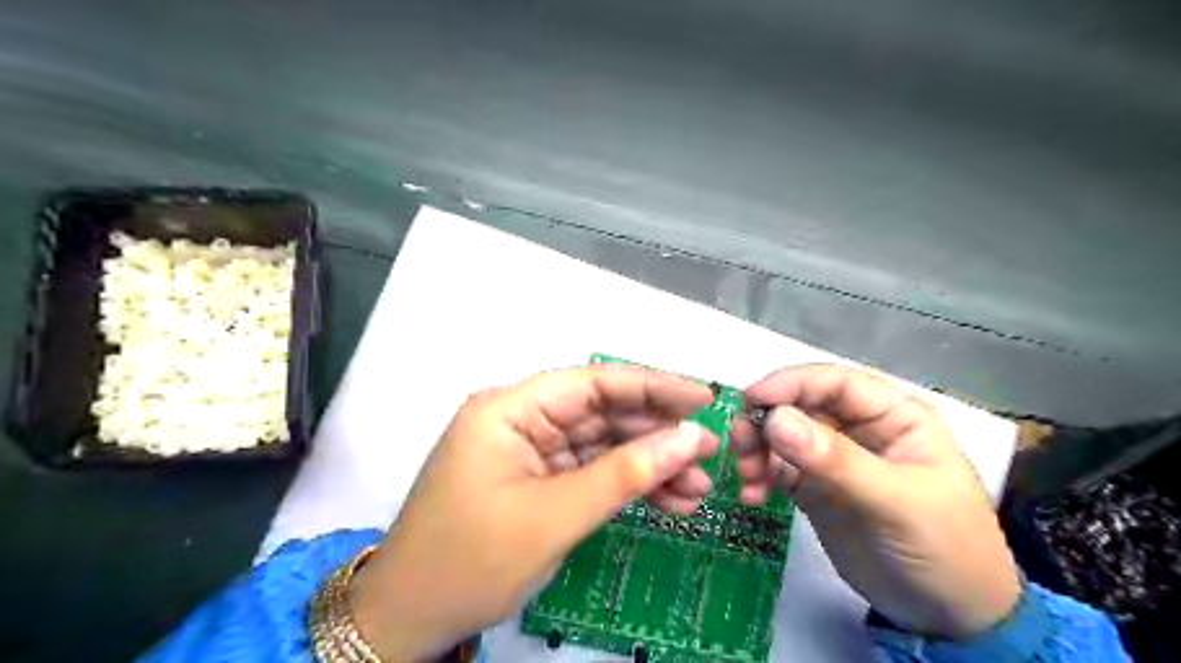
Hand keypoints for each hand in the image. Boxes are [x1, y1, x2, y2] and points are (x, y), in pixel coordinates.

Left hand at [347, 365, 719, 658]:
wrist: (410, 618)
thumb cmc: (471, 560)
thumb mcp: (554, 516)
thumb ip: (624, 474)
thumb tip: (689, 439)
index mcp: (510, 409)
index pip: (592, 383)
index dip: (651, 387)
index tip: (703, 398)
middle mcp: (521, 420)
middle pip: (601, 412)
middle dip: (656, 433)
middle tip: (710, 450)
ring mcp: (530, 452)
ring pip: (602, 445)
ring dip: (648, 465)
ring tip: (698, 488)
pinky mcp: (538, 481)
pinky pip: (591, 473)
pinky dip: (627, 486)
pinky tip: (668, 502)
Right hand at [735, 364, 1019, 639]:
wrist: (949, 618)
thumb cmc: (944, 548)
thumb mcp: (895, 501)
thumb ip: (835, 460)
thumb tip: (774, 420)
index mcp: (892, 416)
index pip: (834, 383)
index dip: (791, 384)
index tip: (751, 400)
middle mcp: (858, 429)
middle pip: (799, 406)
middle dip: (766, 421)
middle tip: (739, 445)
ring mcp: (833, 459)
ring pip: (783, 436)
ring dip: (756, 449)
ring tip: (747, 476)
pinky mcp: (814, 488)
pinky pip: (777, 470)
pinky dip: (759, 477)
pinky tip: (752, 496)